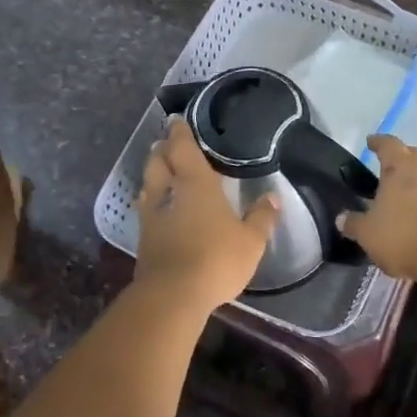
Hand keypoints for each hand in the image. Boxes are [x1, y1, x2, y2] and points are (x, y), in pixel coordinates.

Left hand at [134, 117, 278, 308]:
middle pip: (157, 161)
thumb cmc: (216, 259)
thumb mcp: (251, 241)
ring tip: (162, 172)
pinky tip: (159, 208)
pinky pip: (146, 208)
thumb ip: (262, 218)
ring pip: (147, 184)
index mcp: (195, 183)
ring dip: (153, 174)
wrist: (172, 295)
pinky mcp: (143, 239)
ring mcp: (152, 215)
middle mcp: (168, 192)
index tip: (177, 121)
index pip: (182, 147)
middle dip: (162, 150)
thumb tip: (273, 198)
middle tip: (169, 145)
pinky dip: (152, 201)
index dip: (179, 132)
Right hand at [337, 135, 416, 279]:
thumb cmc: (402, 234)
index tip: (370, 141)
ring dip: (414, 179)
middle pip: (412, 155)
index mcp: (399, 167)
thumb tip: (341, 218)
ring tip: (400, 191)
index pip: (388, 145)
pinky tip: (415, 212)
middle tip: (387, 164)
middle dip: (400, 156)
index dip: (378, 142)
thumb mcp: (368, 233)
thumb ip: (354, 223)